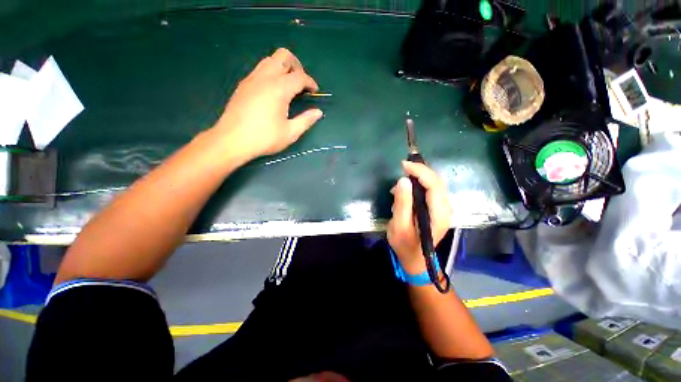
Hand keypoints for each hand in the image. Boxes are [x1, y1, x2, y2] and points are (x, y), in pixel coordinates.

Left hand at [213, 48, 322, 159]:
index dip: (310, 82)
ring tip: (289, 86)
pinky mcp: (243, 84)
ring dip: (283, 67)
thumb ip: (306, 120)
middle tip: (301, 83)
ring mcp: (252, 79)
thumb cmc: (264, 138)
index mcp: (279, 89)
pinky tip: (274, 91)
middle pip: (283, 56)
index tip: (315, 92)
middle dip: (297, 65)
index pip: (299, 76)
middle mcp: (265, 77)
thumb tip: (318, 112)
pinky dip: (271, 73)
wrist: (232, 140)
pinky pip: (260, 69)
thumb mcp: (290, 133)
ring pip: (270, 60)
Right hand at [387, 161, 451, 273]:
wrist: (415, 260)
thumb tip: (403, 180)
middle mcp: (446, 209)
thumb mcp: (399, 225)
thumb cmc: (405, 245)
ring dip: (420, 177)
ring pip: (435, 184)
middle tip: (403, 167)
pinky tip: (407, 189)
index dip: (420, 171)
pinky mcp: (438, 209)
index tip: (403, 165)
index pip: (434, 184)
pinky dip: (420, 184)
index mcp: (438, 214)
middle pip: (437, 181)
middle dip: (421, 170)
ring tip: (402, 181)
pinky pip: (431, 190)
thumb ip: (402, 203)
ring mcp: (443, 209)